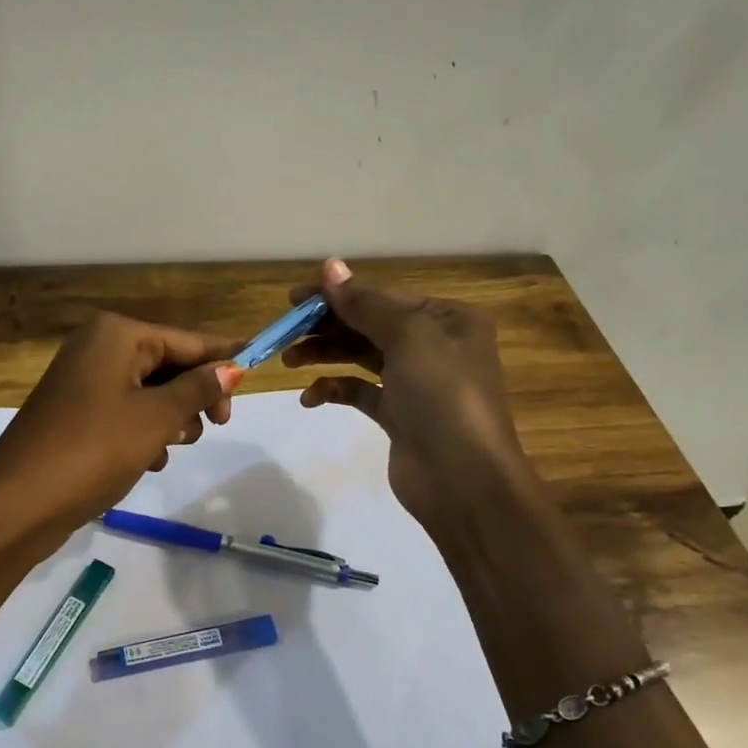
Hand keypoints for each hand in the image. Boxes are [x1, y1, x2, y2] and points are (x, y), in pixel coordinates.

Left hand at [0, 312, 243, 584]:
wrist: (16, 505)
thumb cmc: (93, 450)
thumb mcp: (155, 418)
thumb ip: (198, 389)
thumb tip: (233, 368)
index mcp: (116, 335)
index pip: (186, 340)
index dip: (223, 357)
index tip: (259, 369)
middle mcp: (98, 347)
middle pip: (168, 364)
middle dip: (194, 395)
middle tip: (218, 425)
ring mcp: (83, 381)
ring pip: (150, 392)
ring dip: (170, 418)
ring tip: (171, 448)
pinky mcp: (76, 413)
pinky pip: (126, 412)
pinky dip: (144, 432)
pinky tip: (148, 460)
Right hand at [282, 259, 526, 538]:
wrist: (463, 480)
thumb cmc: (442, 395)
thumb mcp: (408, 337)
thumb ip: (365, 303)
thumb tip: (330, 266)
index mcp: (447, 318)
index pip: (383, 296)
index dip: (338, 295)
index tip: (293, 299)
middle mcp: (435, 345)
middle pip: (370, 324)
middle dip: (327, 326)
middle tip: (284, 332)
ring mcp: (416, 382)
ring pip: (362, 356)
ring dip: (325, 354)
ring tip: (289, 360)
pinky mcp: (399, 415)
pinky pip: (361, 392)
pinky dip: (335, 389)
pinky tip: (310, 398)